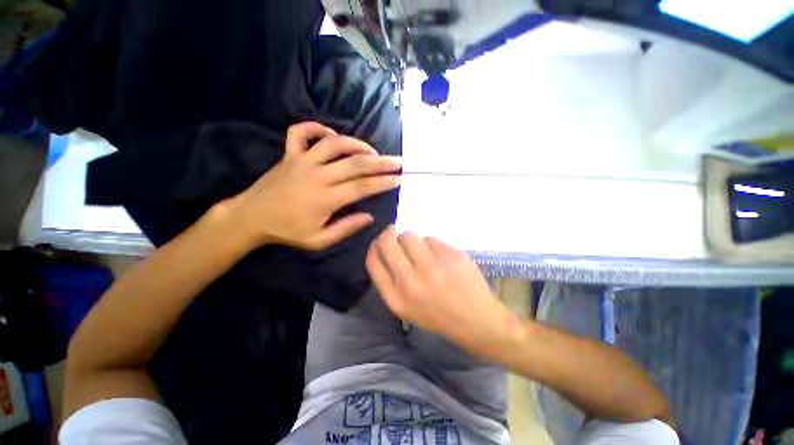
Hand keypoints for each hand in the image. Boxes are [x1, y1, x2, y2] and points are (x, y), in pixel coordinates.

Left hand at [226, 122, 401, 250]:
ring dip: (357, 144)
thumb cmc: (287, 231)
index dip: (382, 183)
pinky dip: (317, 128)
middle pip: (355, 164)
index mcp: (325, 199)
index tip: (398, 179)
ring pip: (334, 144)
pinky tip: (331, 136)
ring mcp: (301, 161)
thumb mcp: (318, 240)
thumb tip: (370, 216)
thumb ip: (346, 228)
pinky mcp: (289, 154)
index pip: (361, 187)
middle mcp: (316, 175)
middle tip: (398, 161)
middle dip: (381, 162)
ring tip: (372, 151)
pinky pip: (301, 132)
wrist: (250, 218)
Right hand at [366, 227, 522, 357]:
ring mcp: (433, 266)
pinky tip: (440, 257)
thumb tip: (382, 250)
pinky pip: (430, 238)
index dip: (374, 247)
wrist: (477, 320)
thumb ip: (390, 281)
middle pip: (387, 242)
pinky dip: (431, 244)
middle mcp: (411, 281)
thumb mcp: (406, 308)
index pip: (373, 261)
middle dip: (388, 234)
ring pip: (409, 235)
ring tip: (422, 252)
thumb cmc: (439, 316)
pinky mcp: (451, 255)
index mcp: (397, 298)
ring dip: (411, 240)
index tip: (380, 243)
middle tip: (393, 234)